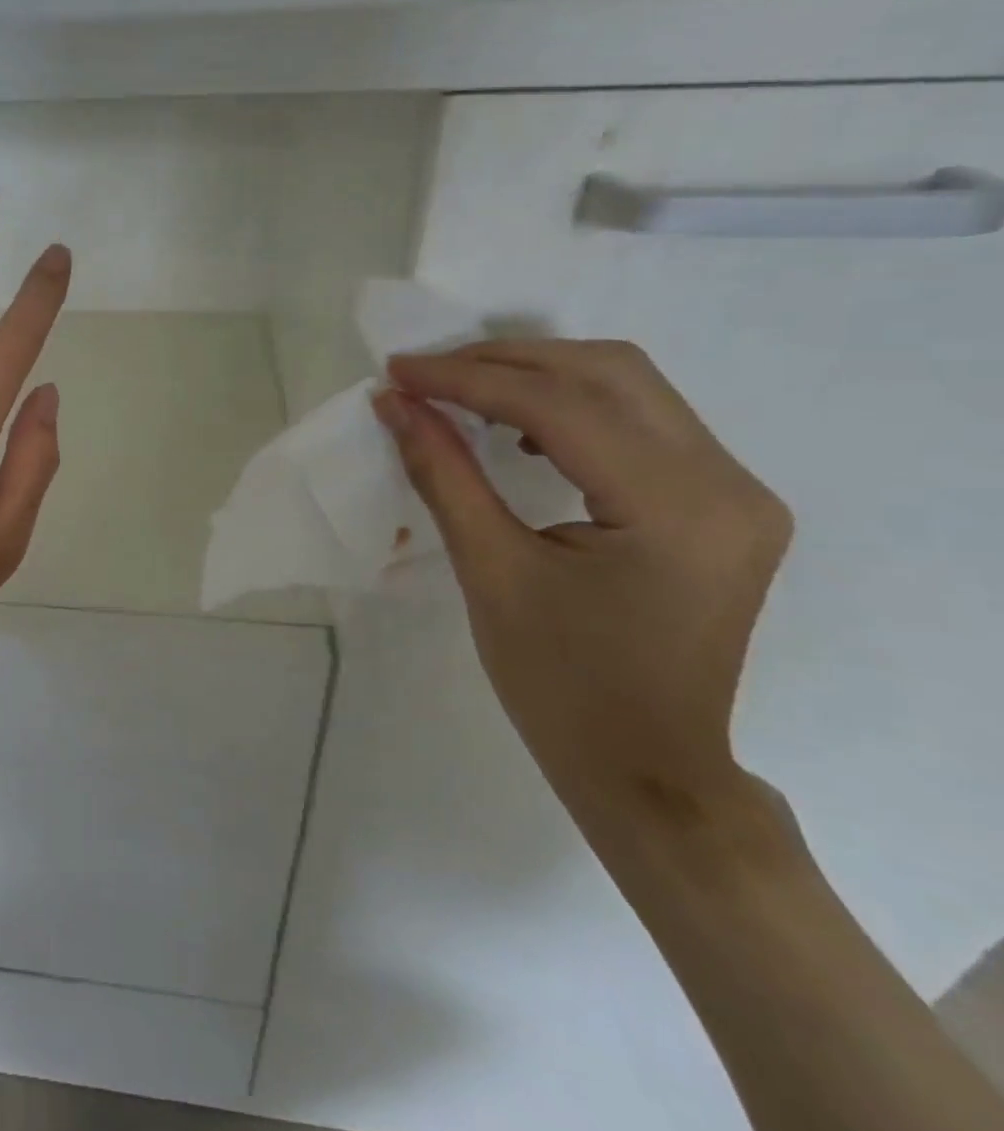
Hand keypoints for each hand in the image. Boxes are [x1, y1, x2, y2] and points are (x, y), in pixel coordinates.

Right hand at [373, 339, 792, 823]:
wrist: (647, 769)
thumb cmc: (560, 684)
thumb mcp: (489, 572)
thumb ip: (443, 474)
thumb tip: (395, 404)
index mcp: (676, 509)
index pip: (560, 407)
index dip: (468, 379)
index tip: (398, 371)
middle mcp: (728, 483)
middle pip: (609, 373)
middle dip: (505, 360)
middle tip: (427, 372)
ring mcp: (736, 491)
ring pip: (630, 387)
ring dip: (538, 375)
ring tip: (462, 389)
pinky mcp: (722, 504)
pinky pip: (643, 422)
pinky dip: (572, 406)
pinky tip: (522, 430)